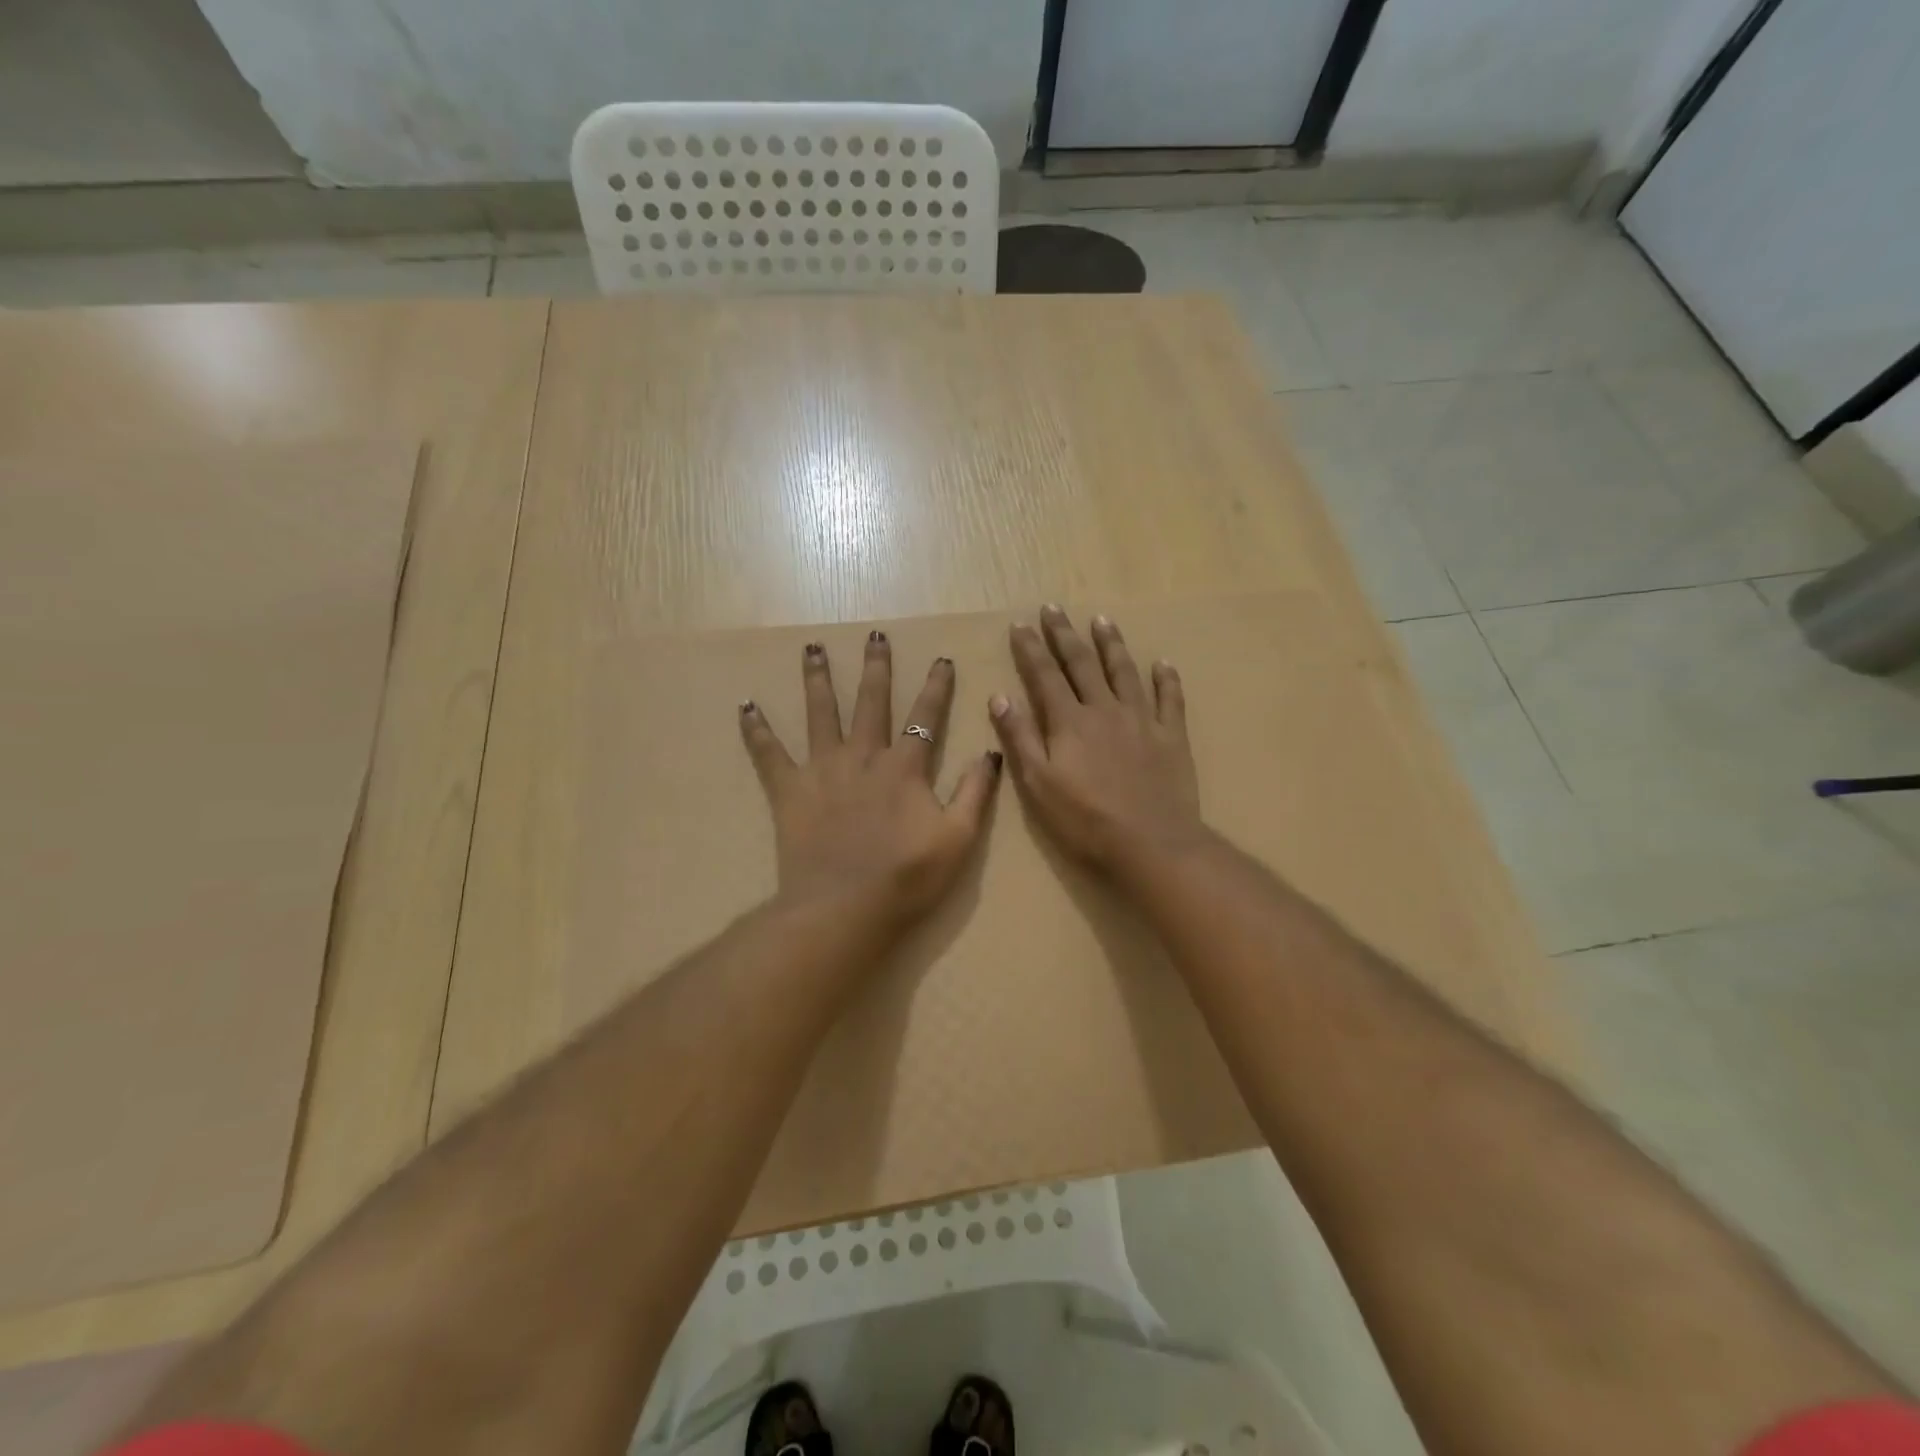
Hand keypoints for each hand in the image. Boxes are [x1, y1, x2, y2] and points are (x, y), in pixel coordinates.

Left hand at [740, 632, 1001, 929]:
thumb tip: (990, 751)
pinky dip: (756, 731)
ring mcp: (822, 770)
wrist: (844, 907)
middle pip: (870, 701)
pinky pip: (768, 754)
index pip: (925, 717)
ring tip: (812, 648)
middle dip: (875, 667)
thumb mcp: (958, 838)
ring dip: (817, 678)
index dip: (936, 687)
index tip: (941, 659)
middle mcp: (862, 756)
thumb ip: (975, 792)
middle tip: (874, 634)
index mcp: (904, 767)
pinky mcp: (789, 791)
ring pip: (820, 713)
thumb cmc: (907, 877)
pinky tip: (745, 707)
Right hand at [990, 606, 1205, 875]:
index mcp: (1069, 722)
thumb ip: (1020, 738)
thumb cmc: (1086, 820)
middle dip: (1065, 634)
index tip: (1021, 624)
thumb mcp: (1039, 784)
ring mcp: (1142, 720)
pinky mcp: (1172, 736)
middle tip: (1054, 608)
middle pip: (1082, 663)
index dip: (1031, 649)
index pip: (1045, 675)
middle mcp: (1105, 709)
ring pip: (1125, 672)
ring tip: (1101, 620)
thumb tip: (1000, 696)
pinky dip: (1166, 679)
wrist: (1151, 843)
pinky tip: (1163, 663)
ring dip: (1111, 644)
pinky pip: (1170, 699)